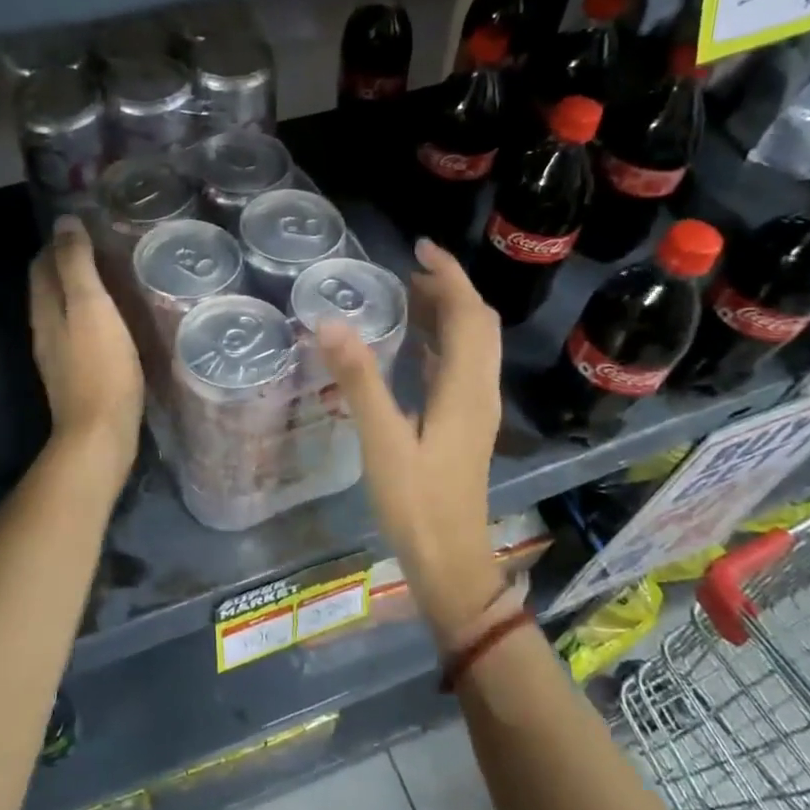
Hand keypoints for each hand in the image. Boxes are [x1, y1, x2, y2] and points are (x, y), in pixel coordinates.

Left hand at [29, 216, 143, 469]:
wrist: (99, 434)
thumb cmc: (100, 367)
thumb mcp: (91, 307)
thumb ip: (76, 264)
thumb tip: (64, 221)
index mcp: (45, 309)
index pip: (42, 264)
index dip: (58, 243)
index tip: (87, 227)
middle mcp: (45, 329)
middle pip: (49, 287)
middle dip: (67, 264)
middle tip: (104, 248)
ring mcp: (58, 356)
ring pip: (63, 311)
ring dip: (80, 291)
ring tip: (113, 279)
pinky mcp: (76, 375)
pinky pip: (78, 333)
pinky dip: (90, 317)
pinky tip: (114, 321)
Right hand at [319, 239, 504, 648]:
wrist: (450, 562)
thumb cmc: (417, 503)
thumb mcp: (383, 440)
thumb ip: (359, 380)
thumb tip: (330, 321)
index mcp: (465, 388)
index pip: (469, 315)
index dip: (449, 276)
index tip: (419, 248)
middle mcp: (479, 392)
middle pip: (477, 325)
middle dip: (449, 290)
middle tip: (406, 270)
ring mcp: (475, 410)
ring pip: (470, 347)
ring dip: (446, 315)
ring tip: (406, 295)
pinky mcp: (464, 426)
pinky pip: (458, 368)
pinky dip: (439, 344)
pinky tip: (411, 347)